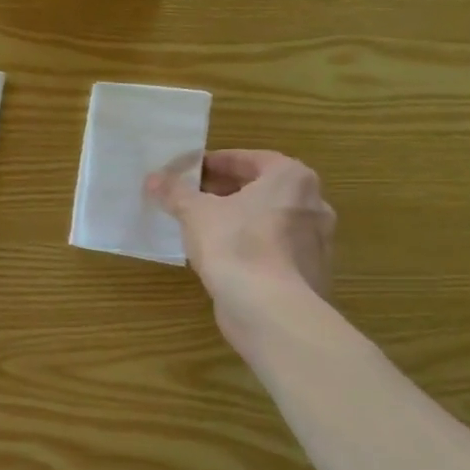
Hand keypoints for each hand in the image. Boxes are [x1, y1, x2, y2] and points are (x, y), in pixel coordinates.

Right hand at [146, 149, 334, 334]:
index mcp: (292, 179)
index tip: (189, 171)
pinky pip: (274, 248)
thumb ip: (175, 192)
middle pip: (262, 188)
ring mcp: (316, 241)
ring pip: (268, 219)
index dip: (215, 162)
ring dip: (238, 219)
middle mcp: (313, 204)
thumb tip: (153, 178)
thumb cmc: (236, 246)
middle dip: (226, 190)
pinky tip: (222, 256)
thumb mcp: (195, 212)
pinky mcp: (309, 273)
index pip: (250, 159)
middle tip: (192, 196)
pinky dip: (250, 245)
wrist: (271, 311)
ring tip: (202, 226)